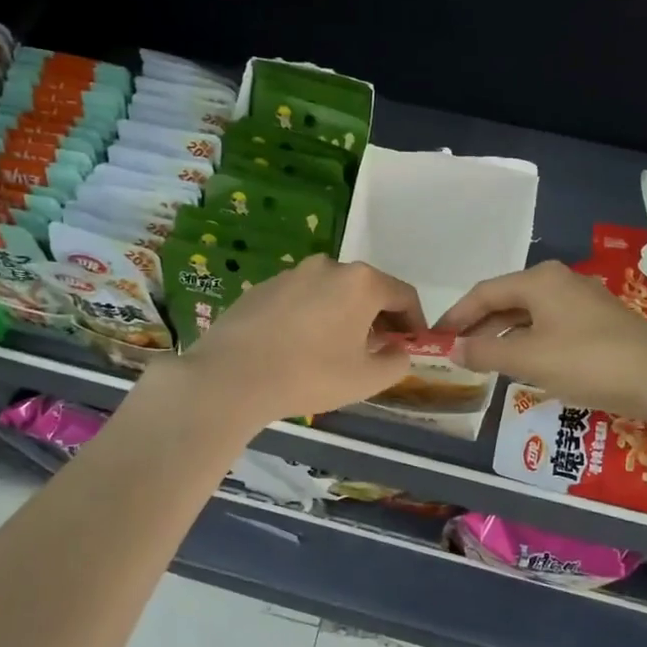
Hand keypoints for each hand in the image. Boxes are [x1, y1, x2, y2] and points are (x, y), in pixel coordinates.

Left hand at [180, 255, 427, 424]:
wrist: (231, 376)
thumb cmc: (310, 375)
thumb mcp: (366, 379)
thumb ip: (396, 362)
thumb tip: (399, 351)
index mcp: (361, 283)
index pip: (403, 295)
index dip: (415, 322)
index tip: (413, 346)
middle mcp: (329, 267)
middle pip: (367, 289)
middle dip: (379, 318)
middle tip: (378, 350)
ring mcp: (292, 274)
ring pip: (332, 292)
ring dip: (344, 316)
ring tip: (336, 350)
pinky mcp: (262, 287)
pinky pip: (301, 299)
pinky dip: (311, 316)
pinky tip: (299, 346)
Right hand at [436, 261, 646, 416]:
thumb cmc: (586, 361)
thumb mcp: (528, 359)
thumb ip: (485, 353)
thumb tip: (452, 349)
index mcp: (539, 279)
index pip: (484, 292)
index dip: (456, 315)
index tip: (435, 337)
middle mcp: (559, 280)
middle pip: (507, 300)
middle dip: (478, 325)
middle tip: (454, 350)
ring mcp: (582, 299)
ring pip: (529, 314)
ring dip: (503, 335)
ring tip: (481, 359)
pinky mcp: (598, 320)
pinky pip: (549, 324)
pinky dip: (528, 340)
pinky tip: (522, 362)